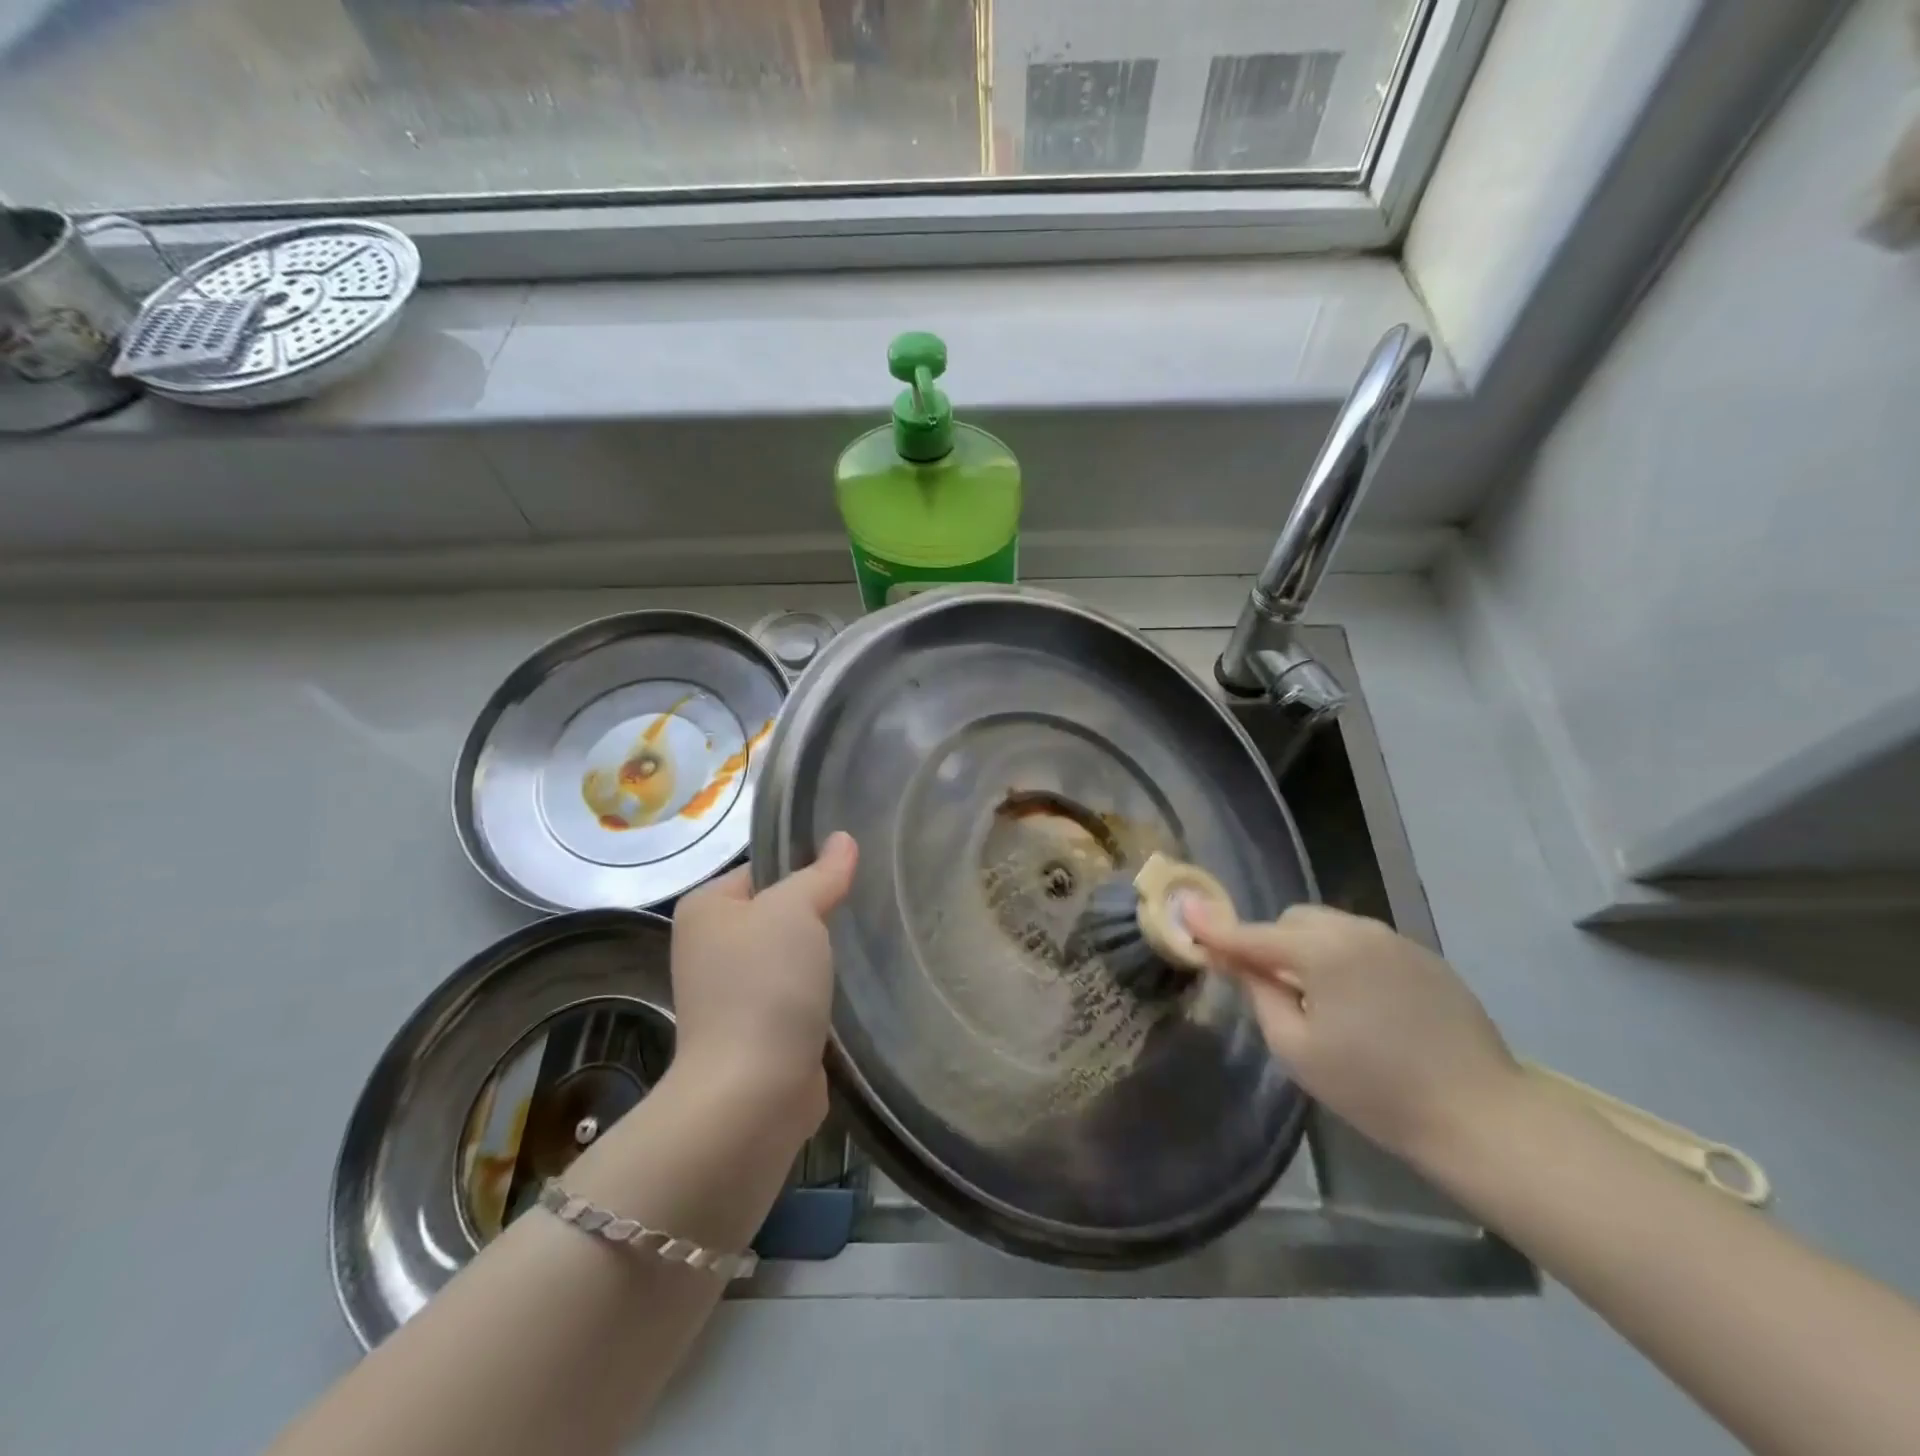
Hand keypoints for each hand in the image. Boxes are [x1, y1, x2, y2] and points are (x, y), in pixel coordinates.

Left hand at [666, 832, 858, 1135]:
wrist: (753, 1094)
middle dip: (821, 912)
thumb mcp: (795, 911)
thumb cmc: (765, 985)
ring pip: (792, 955)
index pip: (763, 868)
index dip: (806, 866)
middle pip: (779, 912)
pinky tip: (856, 984)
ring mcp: (734, 993)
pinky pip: (799, 993)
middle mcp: (711, 947)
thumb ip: (821, 873)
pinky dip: (823, 990)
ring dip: (825, 954)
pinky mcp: (760, 1031)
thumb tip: (843, 839)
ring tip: (868, 941)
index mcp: (706, 909)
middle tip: (866, 904)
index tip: (850, 871)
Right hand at [1189, 903, 1520, 1165]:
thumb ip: (1260, 992)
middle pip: (1294, 920)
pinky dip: (1346, 959)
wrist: (1480, 1115)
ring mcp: (1395, 939)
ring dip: (1310, 949)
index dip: (1216, 928)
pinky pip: (1365, 943)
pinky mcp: (1425, 956)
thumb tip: (1234, 959)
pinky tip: (1364, 1005)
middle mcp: (1357, 930)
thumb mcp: (1297, 1048)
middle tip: (1273, 988)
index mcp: (1321, 950)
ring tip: (1322, 1000)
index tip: (1186, 915)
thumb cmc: (1374, 1089)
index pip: (1254, 934)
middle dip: (1273, 943)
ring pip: (1330, 927)